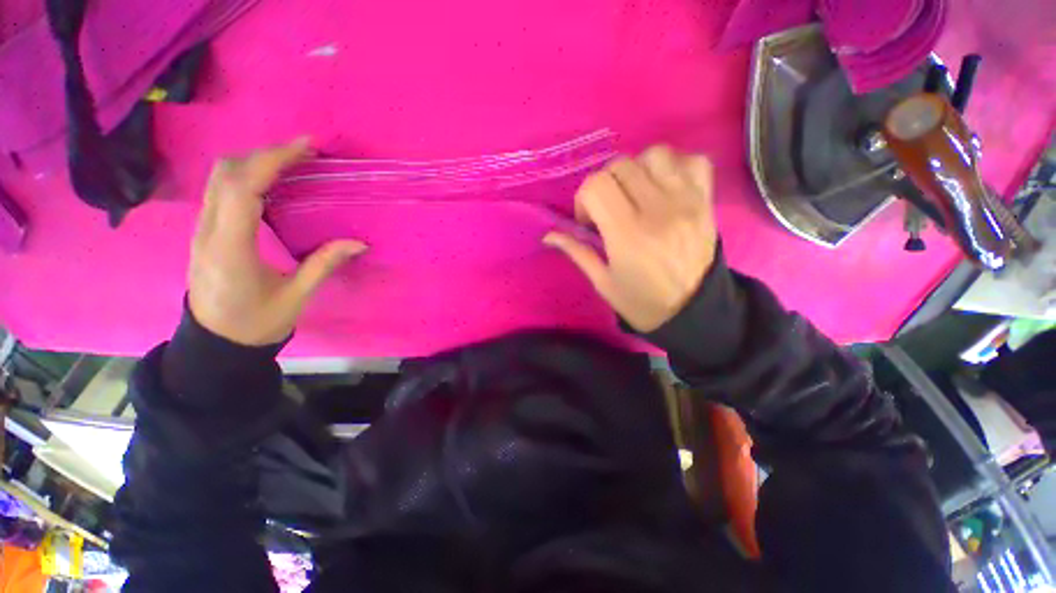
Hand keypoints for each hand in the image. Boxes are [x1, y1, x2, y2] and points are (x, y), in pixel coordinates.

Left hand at [188, 137, 366, 345]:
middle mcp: (208, 230)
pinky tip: (272, 183)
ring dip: (254, 162)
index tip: (306, 147)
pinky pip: (220, 190)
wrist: (215, 343)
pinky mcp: (205, 231)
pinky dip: (246, 176)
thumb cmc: (256, 323)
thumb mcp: (295, 297)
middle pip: (226, 172)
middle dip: (265, 155)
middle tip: (304, 155)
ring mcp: (201, 229)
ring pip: (219, 177)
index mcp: (230, 247)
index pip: (244, 187)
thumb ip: (324, 264)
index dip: (273, 160)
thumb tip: (358, 243)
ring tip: (292, 164)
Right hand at [544, 145, 717, 331]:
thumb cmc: (641, 302)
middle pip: (621, 165)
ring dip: (637, 170)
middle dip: (605, 185)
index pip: (596, 185)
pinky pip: (692, 160)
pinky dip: (674, 166)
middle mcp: (657, 210)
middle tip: (608, 210)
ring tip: (635, 194)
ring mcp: (686, 201)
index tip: (588, 221)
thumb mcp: (603, 282)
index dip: (584, 199)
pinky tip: (663, 187)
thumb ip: (577, 252)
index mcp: (627, 234)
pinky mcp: (706, 200)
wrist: (694, 311)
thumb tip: (548, 235)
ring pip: (654, 154)